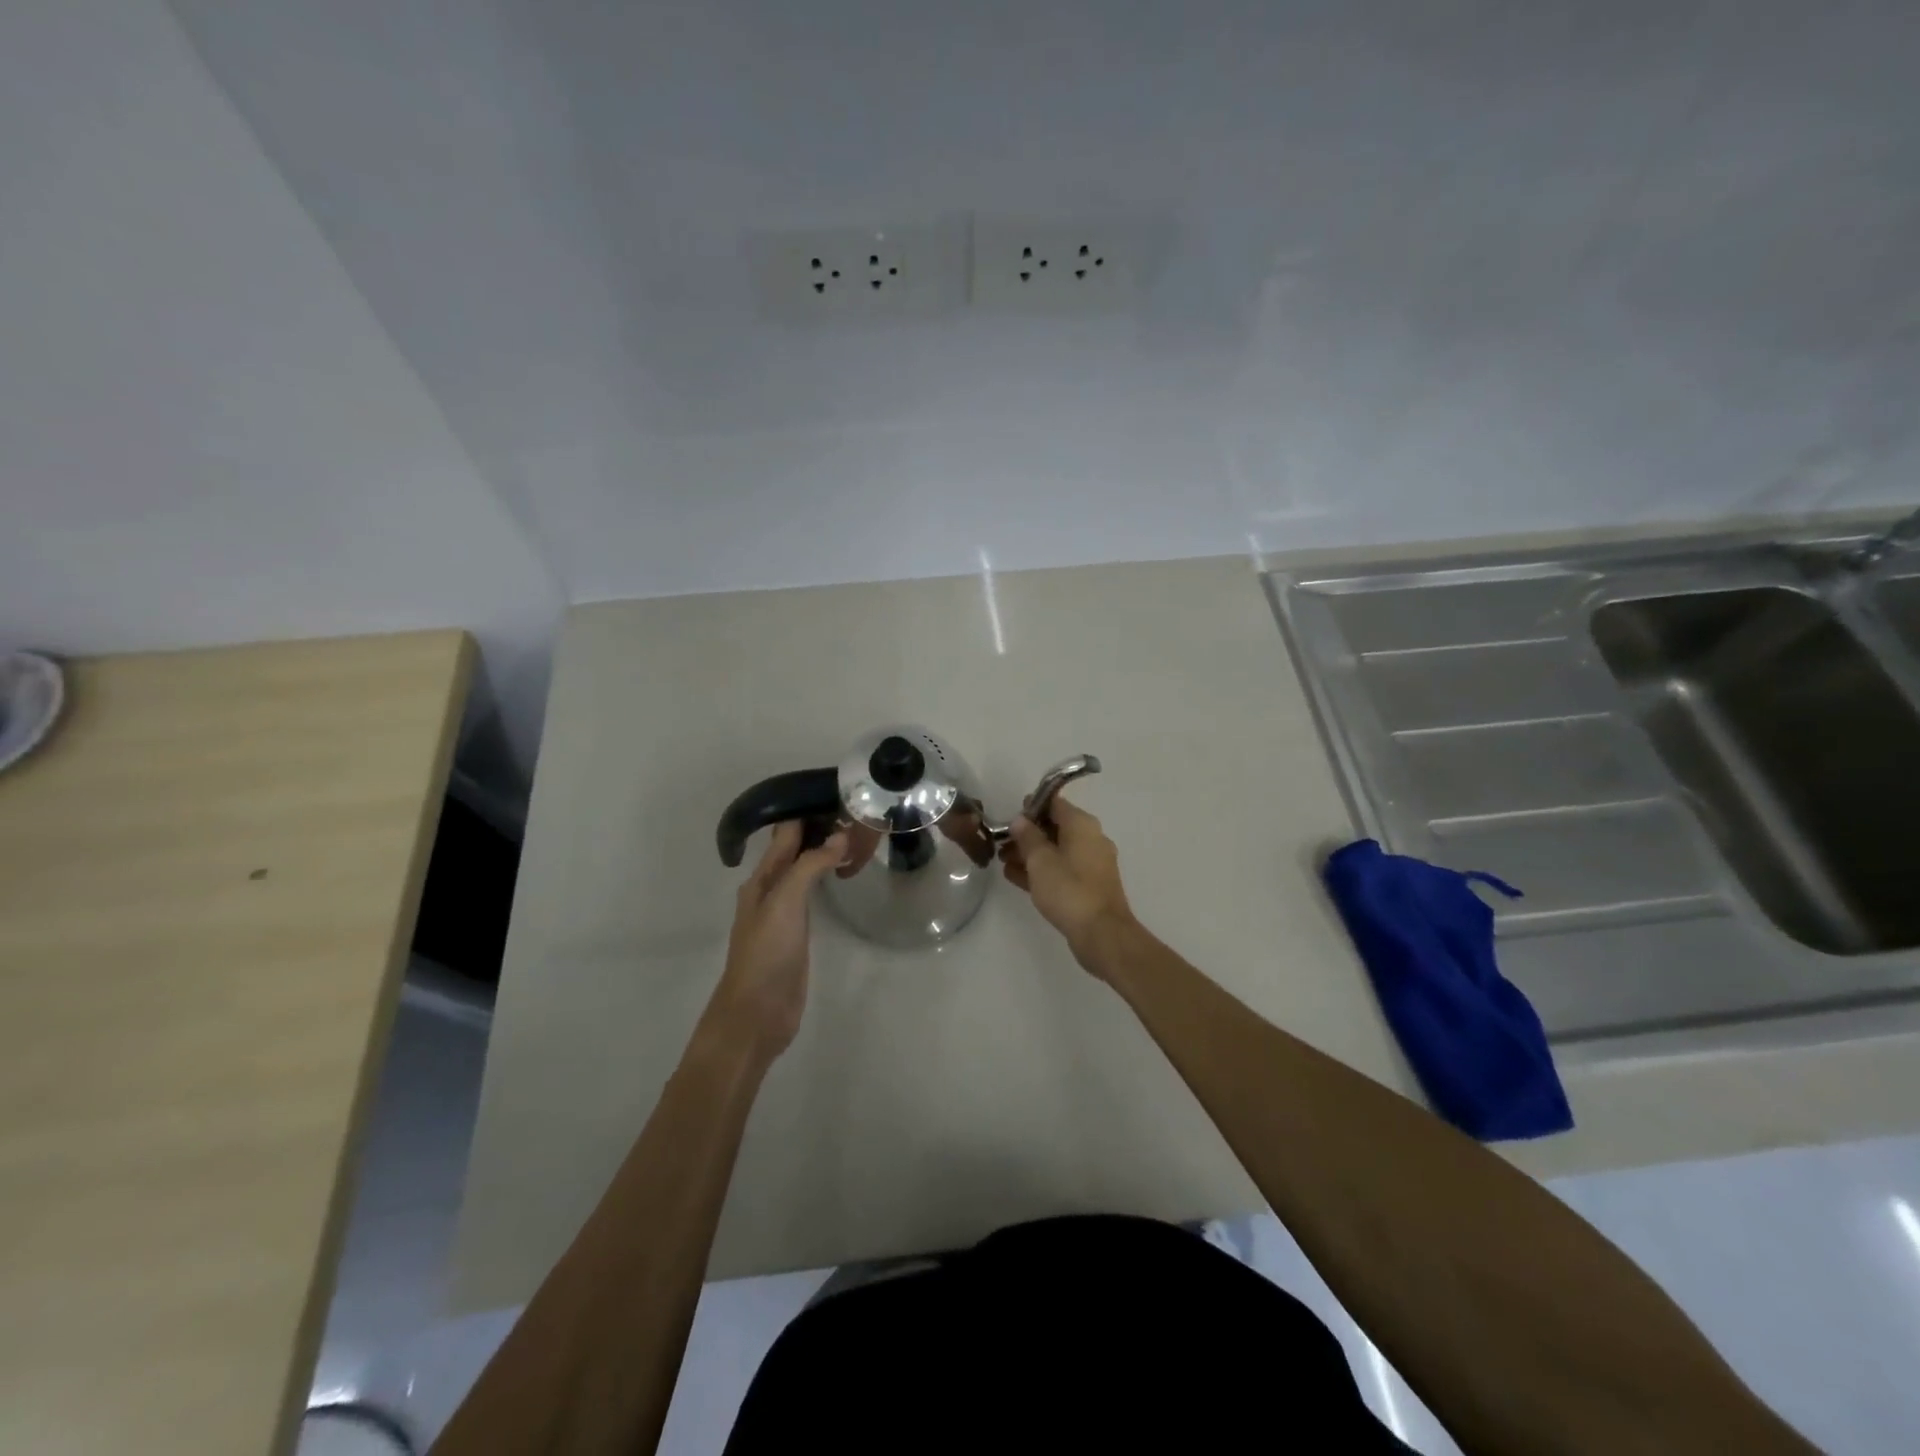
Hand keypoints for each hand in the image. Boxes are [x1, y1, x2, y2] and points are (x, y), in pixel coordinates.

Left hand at [705, 820, 847, 1062]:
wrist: (757, 1014)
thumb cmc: (766, 954)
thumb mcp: (785, 903)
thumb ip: (809, 866)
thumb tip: (839, 835)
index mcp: (761, 879)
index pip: (785, 834)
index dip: (807, 812)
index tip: (839, 793)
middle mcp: (770, 889)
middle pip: (795, 850)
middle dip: (819, 829)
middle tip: (857, 811)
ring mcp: (784, 912)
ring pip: (804, 870)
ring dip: (823, 852)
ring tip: (856, 834)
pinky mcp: (798, 933)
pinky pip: (813, 894)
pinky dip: (826, 877)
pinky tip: (841, 873)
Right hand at [998, 795, 1137, 974]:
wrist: (1101, 933)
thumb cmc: (1068, 889)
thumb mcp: (1040, 860)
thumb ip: (1027, 836)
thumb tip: (1020, 820)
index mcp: (1082, 825)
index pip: (1054, 803)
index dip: (1030, 807)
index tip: (1009, 818)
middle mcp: (1091, 839)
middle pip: (1054, 828)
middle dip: (1027, 835)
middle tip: (1001, 844)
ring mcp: (1092, 864)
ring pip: (1056, 851)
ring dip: (1031, 855)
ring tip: (1003, 861)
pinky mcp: (1089, 886)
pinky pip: (1062, 870)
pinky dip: (1042, 871)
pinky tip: (1016, 878)